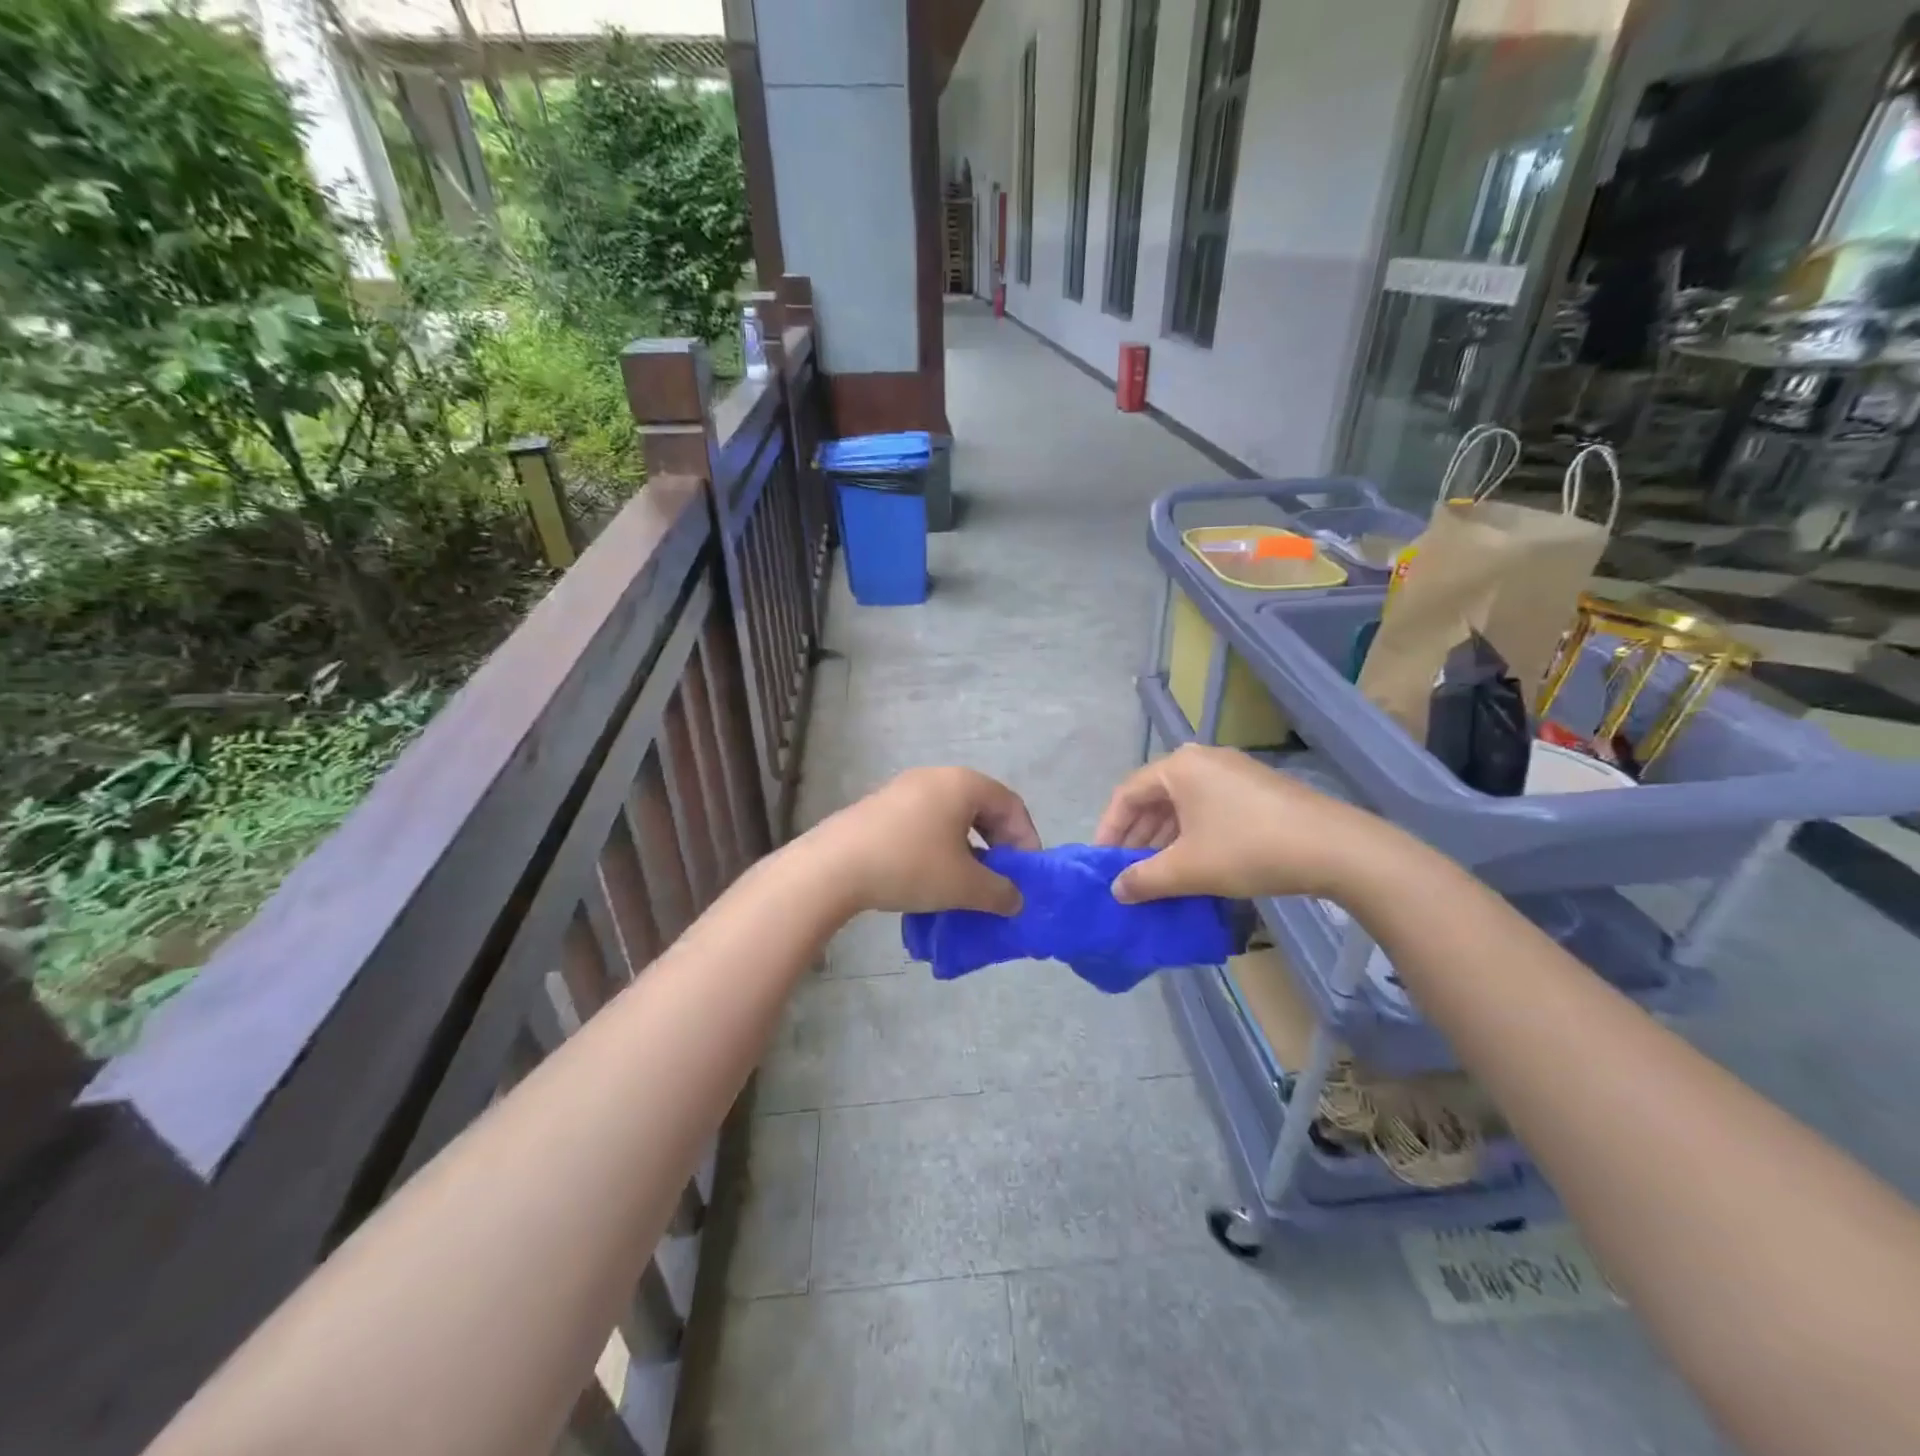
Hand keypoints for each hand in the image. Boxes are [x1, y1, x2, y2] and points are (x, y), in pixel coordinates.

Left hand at [812, 767, 1040, 915]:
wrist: (834, 867)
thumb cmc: (911, 865)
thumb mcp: (964, 885)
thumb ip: (999, 892)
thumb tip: (1016, 900)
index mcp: (963, 784)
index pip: (1011, 805)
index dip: (1026, 840)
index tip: (1025, 875)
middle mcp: (936, 777)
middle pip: (982, 808)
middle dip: (997, 845)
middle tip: (999, 879)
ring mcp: (904, 789)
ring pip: (951, 817)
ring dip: (967, 849)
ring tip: (965, 883)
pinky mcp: (880, 807)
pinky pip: (924, 822)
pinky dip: (939, 847)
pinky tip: (930, 877)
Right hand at [1092, 744, 1391, 903]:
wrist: (1335, 848)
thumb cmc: (1248, 849)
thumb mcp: (1187, 869)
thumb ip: (1144, 879)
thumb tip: (1117, 889)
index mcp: (1179, 767)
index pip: (1127, 794)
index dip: (1109, 829)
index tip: (1102, 862)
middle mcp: (1203, 760)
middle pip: (1155, 797)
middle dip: (1137, 836)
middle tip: (1127, 871)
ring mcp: (1234, 772)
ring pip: (1183, 804)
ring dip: (1164, 839)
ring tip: (1157, 873)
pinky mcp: (1258, 789)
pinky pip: (1209, 808)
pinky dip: (1192, 834)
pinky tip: (1195, 864)